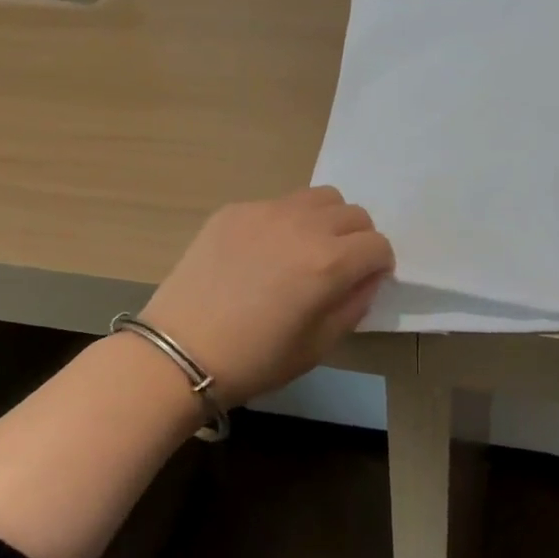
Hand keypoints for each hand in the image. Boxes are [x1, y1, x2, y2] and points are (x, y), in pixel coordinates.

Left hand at [137, 187, 394, 405]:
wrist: (179, 353)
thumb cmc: (255, 360)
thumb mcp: (318, 346)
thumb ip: (354, 305)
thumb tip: (367, 279)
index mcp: (329, 262)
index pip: (378, 245)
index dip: (379, 265)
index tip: (365, 282)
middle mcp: (303, 226)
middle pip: (354, 213)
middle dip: (358, 239)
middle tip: (339, 267)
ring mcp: (265, 212)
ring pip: (318, 198)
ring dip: (326, 220)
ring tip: (306, 250)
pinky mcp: (234, 211)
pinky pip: (277, 204)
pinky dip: (286, 221)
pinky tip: (263, 253)